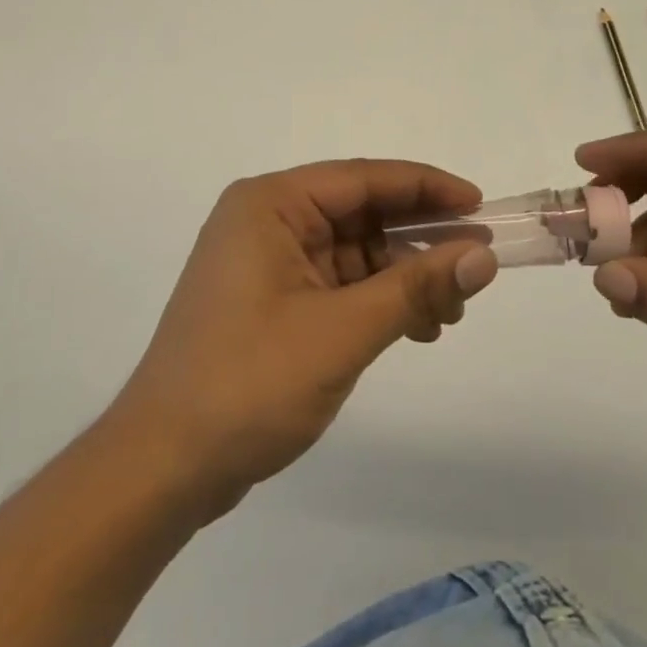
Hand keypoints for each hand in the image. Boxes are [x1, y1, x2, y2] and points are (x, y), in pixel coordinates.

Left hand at [104, 160, 498, 516]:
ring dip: (403, 278)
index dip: (427, 188)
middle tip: (473, 272)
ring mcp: (266, 262)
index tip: (481, 206)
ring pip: (355, 252)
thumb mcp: (343, 332)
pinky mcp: (271, 300)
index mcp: (271, 204)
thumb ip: (416, 287)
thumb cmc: (248, 384)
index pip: (364, 179)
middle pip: (361, 214)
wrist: (163, 468)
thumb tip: (483, 254)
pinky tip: (415, 328)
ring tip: (448, 314)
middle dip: (418, 244)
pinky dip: (377, 301)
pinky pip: (338, 283)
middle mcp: (266, 220)